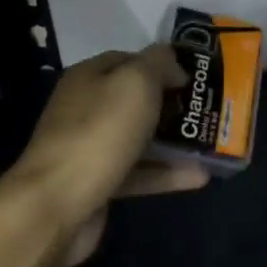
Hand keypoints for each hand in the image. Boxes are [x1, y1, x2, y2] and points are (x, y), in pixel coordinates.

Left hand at [8, 46, 208, 266]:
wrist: (55, 206)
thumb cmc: (99, 132)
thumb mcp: (136, 82)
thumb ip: (159, 63)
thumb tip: (173, 64)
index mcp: (89, 77)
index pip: (130, 60)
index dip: (162, 65)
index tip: (194, 78)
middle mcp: (86, 108)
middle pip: (136, 100)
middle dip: (172, 104)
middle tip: (208, 110)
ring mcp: (90, 148)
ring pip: (139, 138)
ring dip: (174, 141)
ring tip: (211, 143)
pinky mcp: (98, 184)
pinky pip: (138, 173)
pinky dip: (166, 174)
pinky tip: (199, 176)